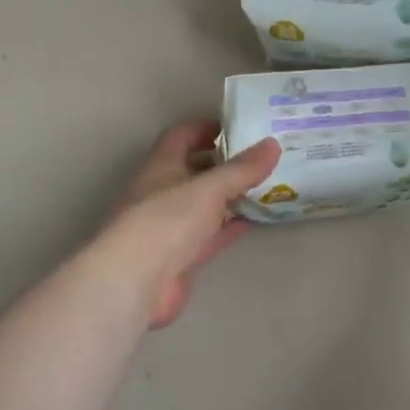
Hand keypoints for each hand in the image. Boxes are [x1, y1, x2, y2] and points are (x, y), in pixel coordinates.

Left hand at [97, 121, 282, 328]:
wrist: (136, 281)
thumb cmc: (166, 222)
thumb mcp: (208, 189)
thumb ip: (241, 169)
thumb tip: (272, 143)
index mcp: (161, 167)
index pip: (181, 137)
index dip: (205, 128)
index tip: (237, 127)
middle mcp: (163, 192)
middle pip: (194, 170)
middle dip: (224, 164)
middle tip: (261, 158)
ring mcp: (171, 226)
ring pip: (204, 204)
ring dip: (229, 196)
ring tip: (265, 186)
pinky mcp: (180, 256)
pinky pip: (209, 235)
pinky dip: (228, 227)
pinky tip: (252, 221)